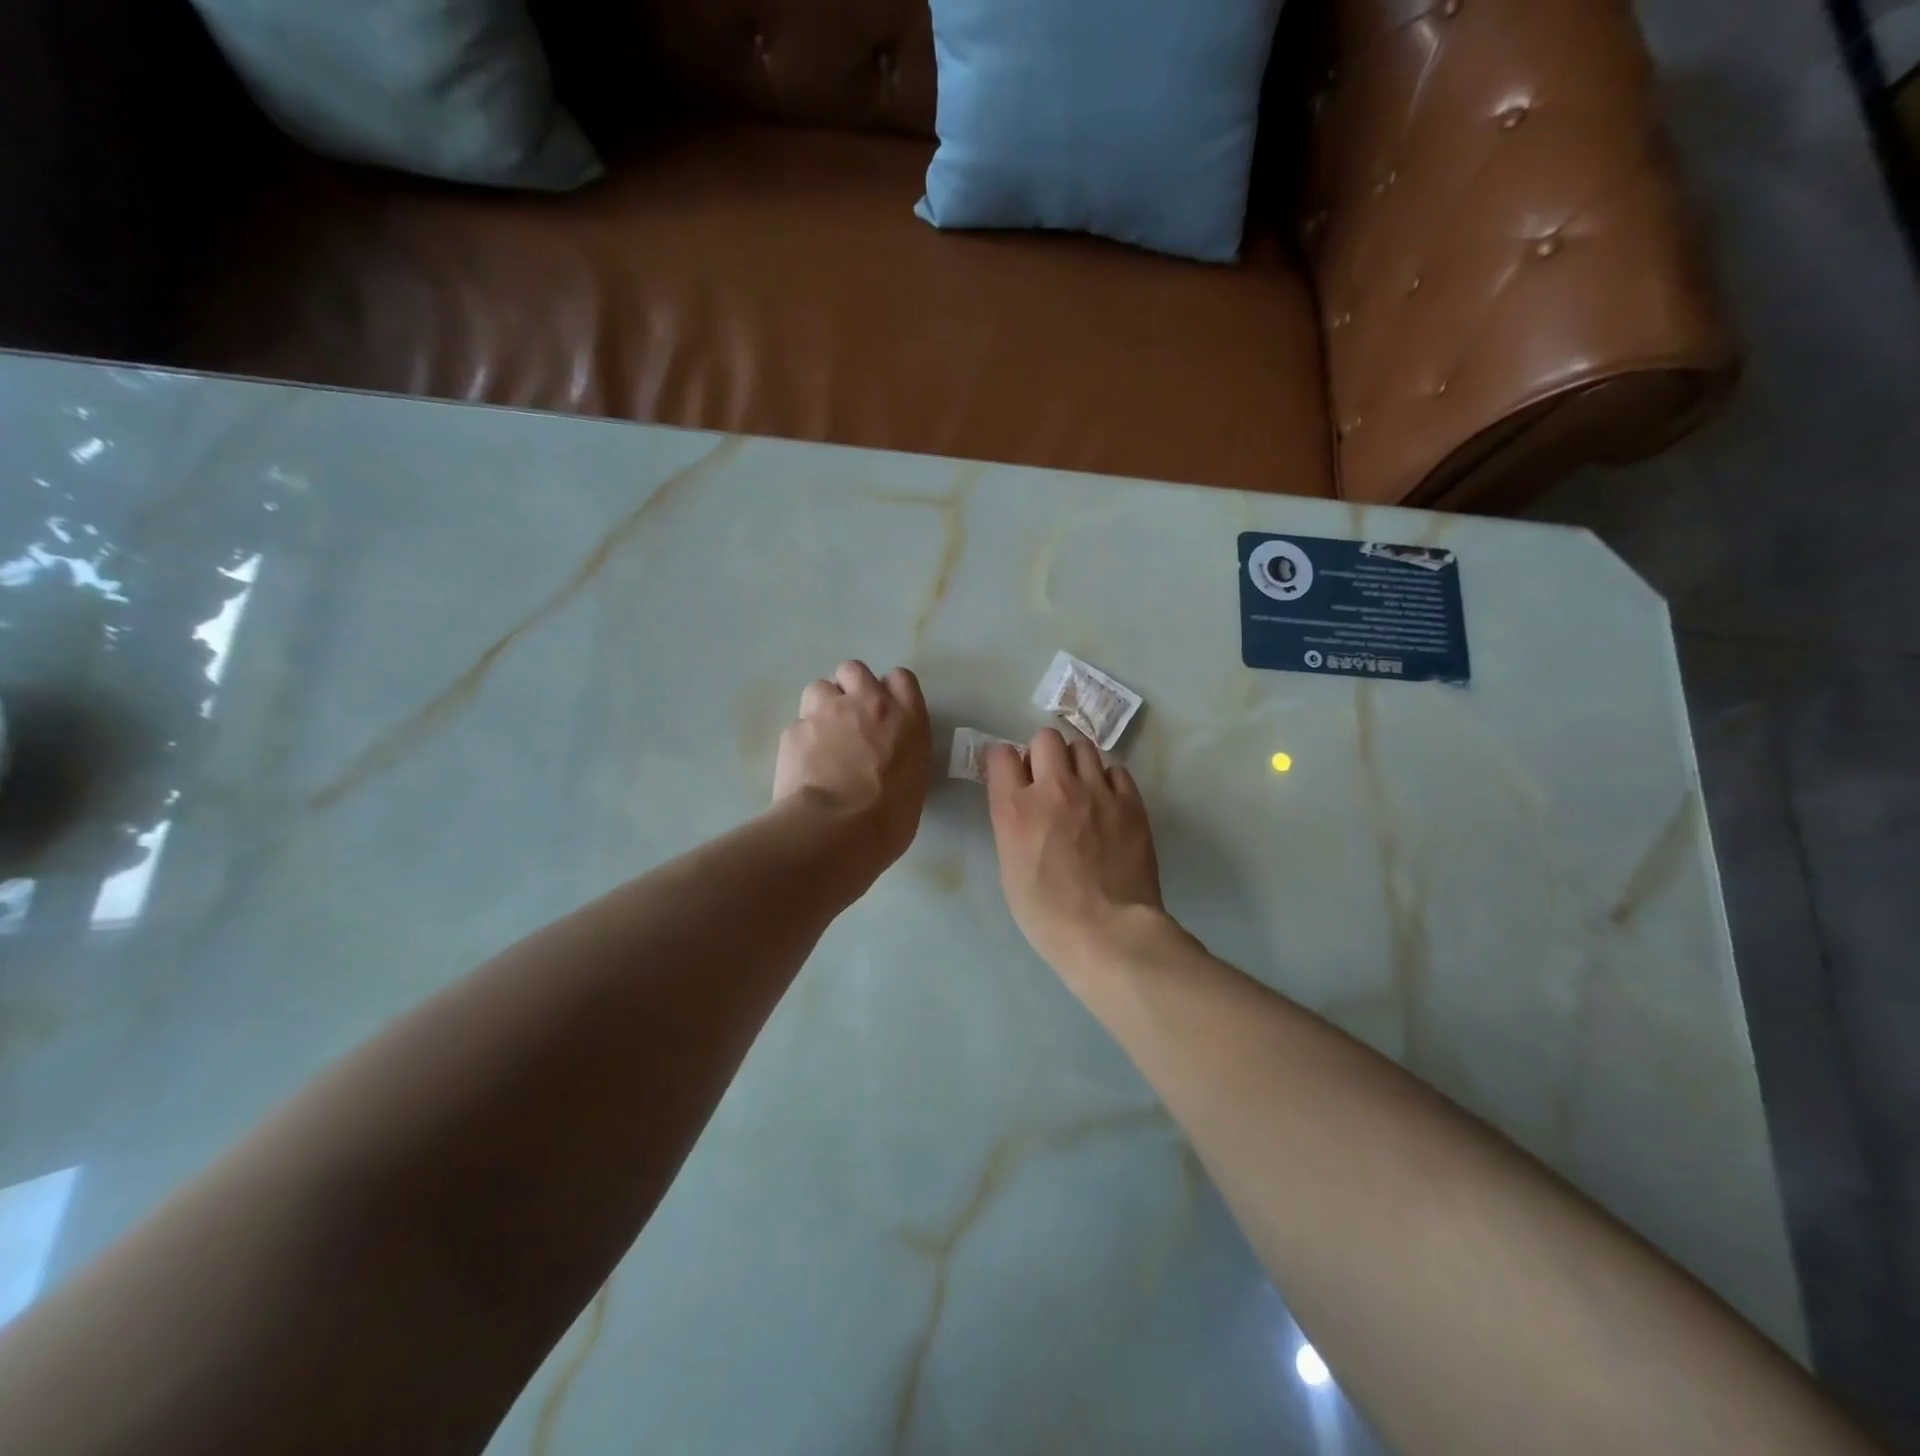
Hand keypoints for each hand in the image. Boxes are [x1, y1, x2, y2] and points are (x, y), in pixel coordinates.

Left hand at [774, 661, 930, 880]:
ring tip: (820, 739)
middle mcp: (868, 704)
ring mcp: (828, 712)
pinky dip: (800, 740)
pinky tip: (802, 765)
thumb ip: (901, 757)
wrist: (837, 829)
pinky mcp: (794, 729)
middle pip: (854, 670)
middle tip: (848, 720)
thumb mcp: (913, 784)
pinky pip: (797, 724)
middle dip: (849, 688)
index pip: (901, 680)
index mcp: (907, 719)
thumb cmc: (889, 819)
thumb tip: (886, 763)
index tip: (883, 713)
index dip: (888, 692)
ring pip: (819, 688)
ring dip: (821, 707)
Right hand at [983, 728, 1168, 980]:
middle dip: (1043, 754)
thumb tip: (1022, 805)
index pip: (1001, 754)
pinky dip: (1107, 781)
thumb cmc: (1047, 914)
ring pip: (1083, 747)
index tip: (1011, 777)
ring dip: (1075, 763)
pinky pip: (1116, 770)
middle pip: (1046, 738)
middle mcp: (1054, 788)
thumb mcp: (1010, 869)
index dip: (1005, 763)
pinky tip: (1107, 804)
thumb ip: (1012, 825)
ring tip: (1080, 789)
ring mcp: (1096, 791)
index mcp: (1015, 808)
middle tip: (1047, 781)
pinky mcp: (1130, 802)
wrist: (1108, 932)